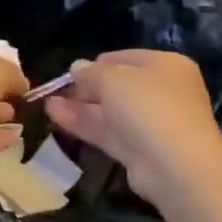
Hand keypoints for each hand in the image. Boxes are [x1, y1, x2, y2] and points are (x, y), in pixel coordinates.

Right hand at [44, 50, 221, 202]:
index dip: (95, 63)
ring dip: (79, 106)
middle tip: (56, 89)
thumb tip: (77, 67)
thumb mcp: (111, 79)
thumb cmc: (147, 106)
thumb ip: (90, 72)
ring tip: (47, 102)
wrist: (174, 164)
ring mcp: (151, 123)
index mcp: (165, 66)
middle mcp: (162, 92)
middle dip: (85, 87)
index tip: (70, 71)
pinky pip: (108, 131)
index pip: (124, 58)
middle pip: (117, 86)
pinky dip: (83, 124)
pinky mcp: (139, 149)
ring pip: (109, 110)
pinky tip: (55, 117)